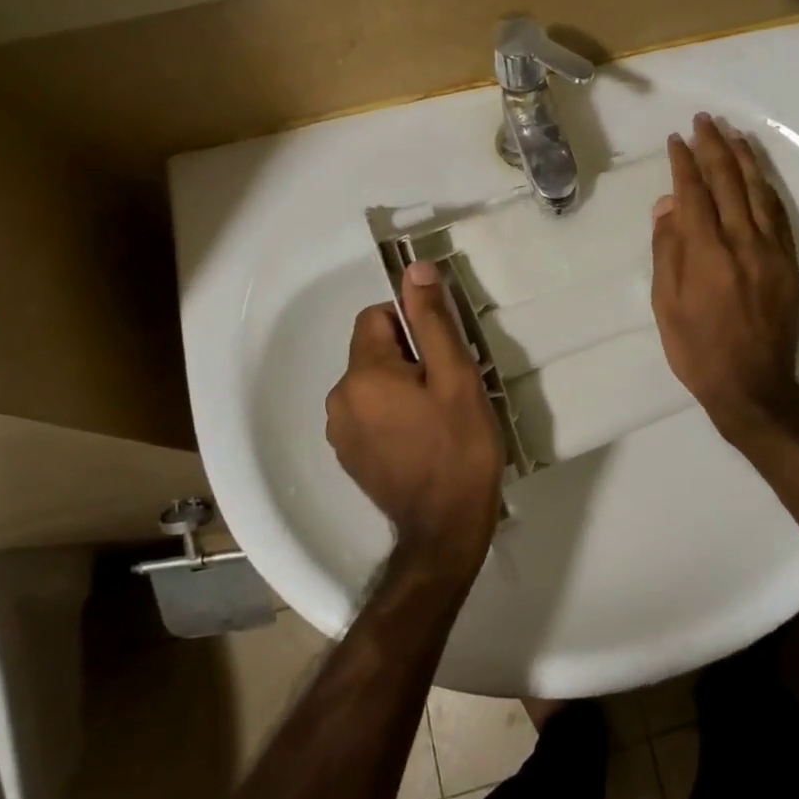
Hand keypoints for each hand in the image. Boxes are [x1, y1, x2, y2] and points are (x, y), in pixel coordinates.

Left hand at [326, 261, 505, 578]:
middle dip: (409, 358)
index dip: (412, 326)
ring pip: (371, 383)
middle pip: (373, 351)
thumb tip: (414, 269)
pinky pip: (367, 413)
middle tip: (447, 390)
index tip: (442, 356)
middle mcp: (339, 399)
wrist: (446, 529)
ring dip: (400, 387)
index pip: (376, 317)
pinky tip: (421, 439)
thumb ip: (432, 321)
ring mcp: (339, 432)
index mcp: (363, 375)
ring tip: (437, 417)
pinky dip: (391, 414)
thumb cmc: (459, 448)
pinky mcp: (348, 456)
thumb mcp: (456, 378)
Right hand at [651, 113, 798, 446]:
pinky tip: (759, 174)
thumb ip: (668, 250)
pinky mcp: (790, 263)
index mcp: (707, 254)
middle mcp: (743, 243)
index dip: (684, 163)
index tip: (676, 140)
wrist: (753, 386)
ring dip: (745, 159)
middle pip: (729, 182)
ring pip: (759, 192)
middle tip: (704, 121)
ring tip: (733, 134)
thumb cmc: (698, 350)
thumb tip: (668, 205)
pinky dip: (767, 188)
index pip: (694, 193)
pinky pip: (780, 215)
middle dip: (714, 147)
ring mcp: (772, 251)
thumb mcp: (667, 305)